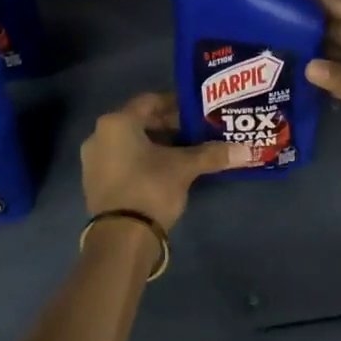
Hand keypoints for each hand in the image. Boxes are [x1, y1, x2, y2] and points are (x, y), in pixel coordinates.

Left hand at [80, 92, 251, 230]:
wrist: (121, 238)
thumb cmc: (150, 188)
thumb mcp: (184, 167)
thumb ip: (212, 154)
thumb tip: (247, 150)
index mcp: (116, 122)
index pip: (150, 101)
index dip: (176, 103)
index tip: (197, 109)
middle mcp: (99, 135)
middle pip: (139, 122)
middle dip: (168, 125)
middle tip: (195, 130)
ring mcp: (93, 161)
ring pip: (130, 142)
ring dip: (156, 144)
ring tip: (185, 151)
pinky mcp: (95, 183)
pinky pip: (122, 160)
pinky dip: (142, 160)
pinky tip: (165, 170)